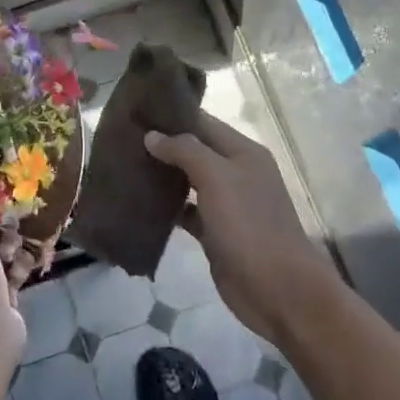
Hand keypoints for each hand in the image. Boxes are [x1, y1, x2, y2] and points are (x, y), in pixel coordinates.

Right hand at [144, 113, 341, 349]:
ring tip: (123, 165)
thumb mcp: (218, 177)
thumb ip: (185, 151)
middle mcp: (236, 173)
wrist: (277, 289)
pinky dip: (167, 208)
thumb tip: (152, 135)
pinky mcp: (215, 233)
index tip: (137, 110)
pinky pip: (186, 212)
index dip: (172, 115)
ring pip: (188, 181)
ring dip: (162, 175)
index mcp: (243, 152)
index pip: (203, 122)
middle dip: (162, 144)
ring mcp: (226, 204)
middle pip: (194, 151)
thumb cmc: (249, 224)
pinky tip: (139, 204)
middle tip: (122, 138)